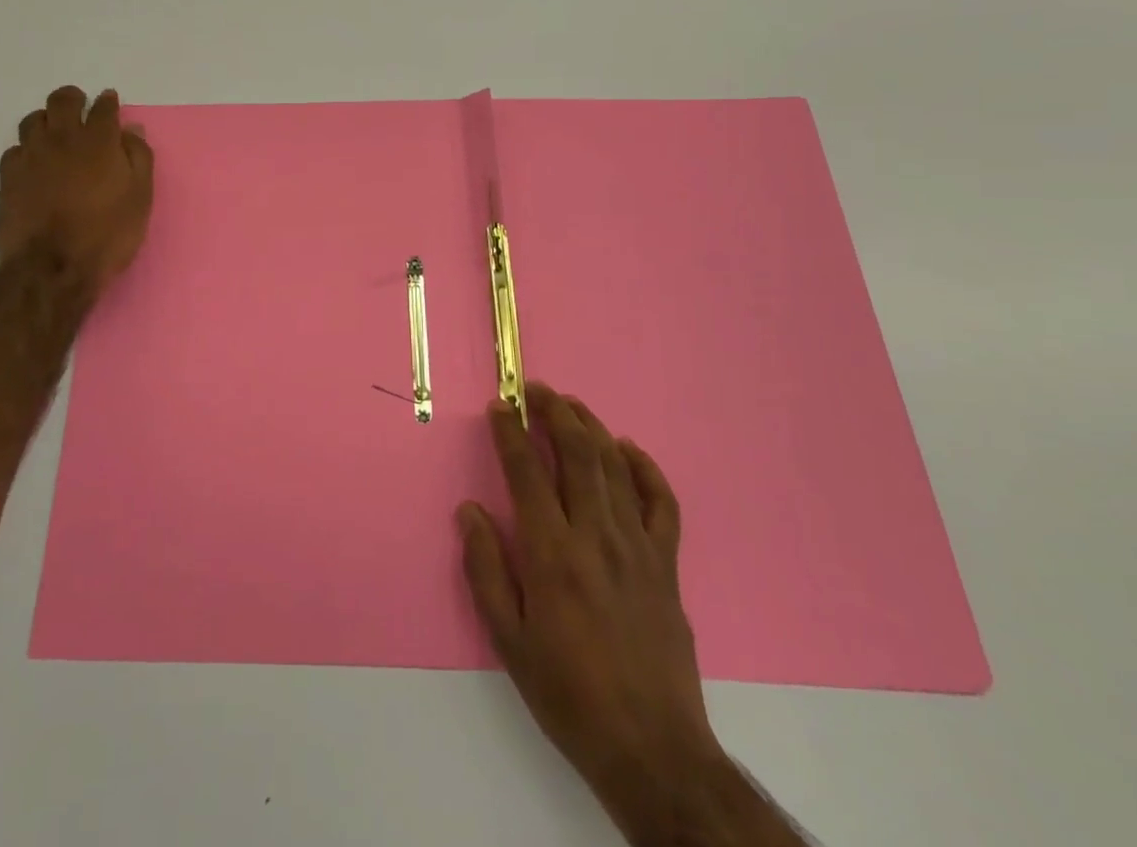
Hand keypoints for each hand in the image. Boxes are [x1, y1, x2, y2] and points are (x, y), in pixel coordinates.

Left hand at [0, 86, 153, 297]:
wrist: (53, 267)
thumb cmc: (107, 234)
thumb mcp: (140, 198)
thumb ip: (138, 158)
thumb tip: (131, 129)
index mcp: (99, 141)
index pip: (104, 108)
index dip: (108, 102)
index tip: (110, 102)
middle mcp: (63, 138)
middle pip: (63, 101)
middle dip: (73, 99)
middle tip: (80, 108)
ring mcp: (31, 155)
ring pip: (33, 120)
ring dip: (47, 120)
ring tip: (55, 134)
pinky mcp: (8, 176)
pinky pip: (15, 149)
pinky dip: (27, 149)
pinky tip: (34, 163)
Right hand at [458, 385, 742, 843]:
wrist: (651, 748)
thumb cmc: (568, 694)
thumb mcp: (508, 641)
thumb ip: (486, 569)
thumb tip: (470, 510)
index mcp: (552, 553)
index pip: (527, 471)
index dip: (510, 432)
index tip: (499, 406)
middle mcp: (595, 535)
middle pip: (577, 452)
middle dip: (554, 410)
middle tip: (533, 389)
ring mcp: (637, 546)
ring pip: (614, 465)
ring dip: (590, 426)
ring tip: (569, 404)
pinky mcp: (666, 563)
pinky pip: (660, 501)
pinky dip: (644, 467)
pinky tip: (626, 449)